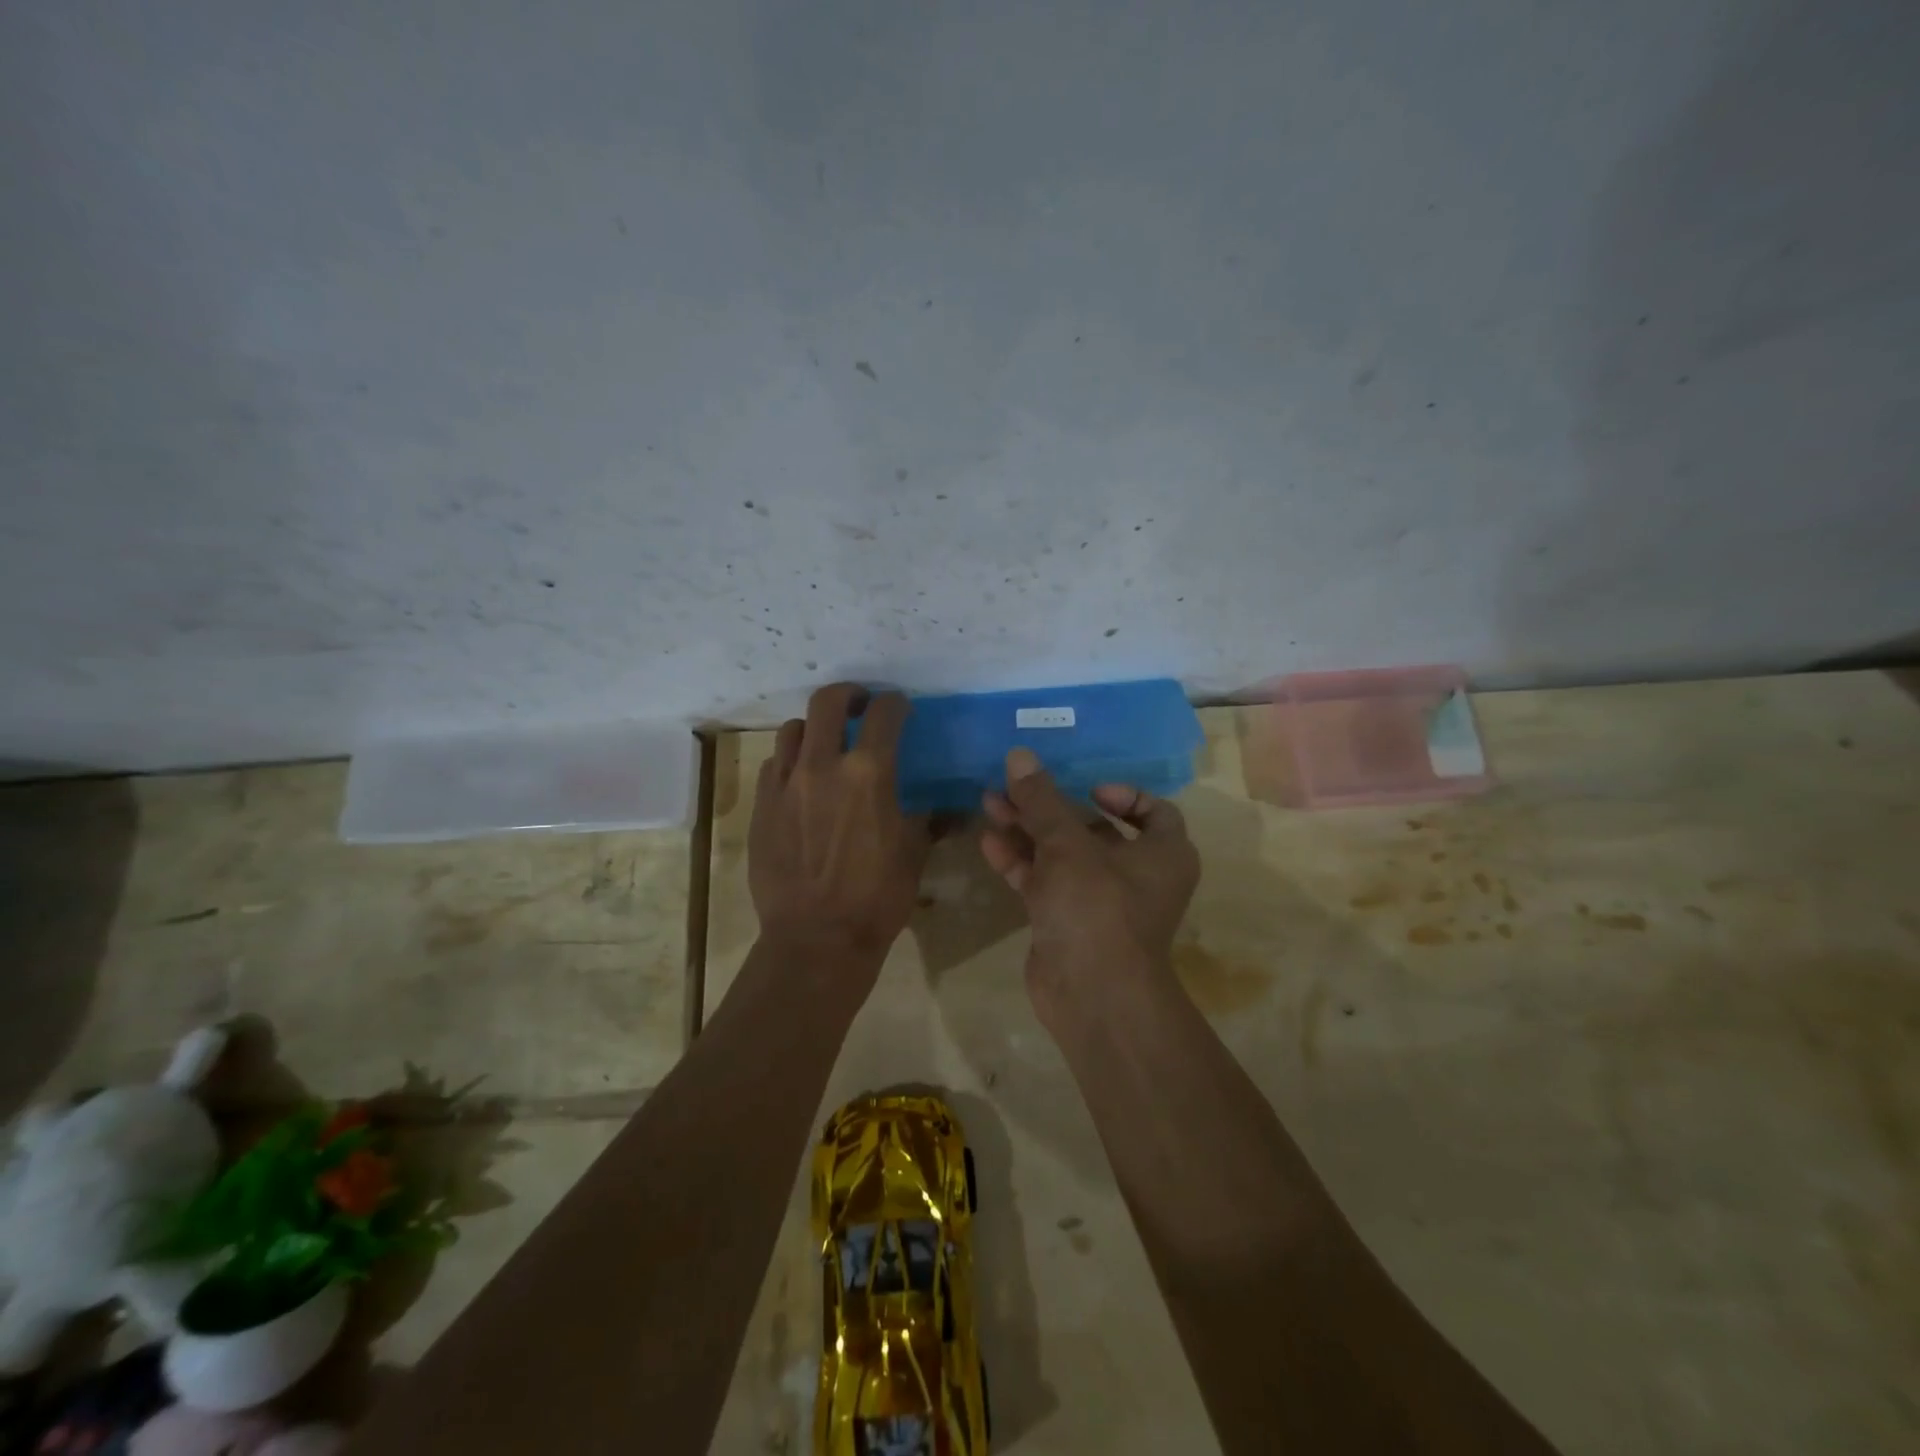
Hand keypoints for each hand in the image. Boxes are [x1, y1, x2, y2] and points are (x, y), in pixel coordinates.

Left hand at [749, 684, 929, 977]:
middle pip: (827, 702)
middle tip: (859, 707)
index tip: (900, 708)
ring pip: (793, 730)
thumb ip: (926, 819)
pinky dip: (791, 762)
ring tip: (825, 745)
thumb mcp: (914, 854)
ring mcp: (785, 784)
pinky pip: (774, 766)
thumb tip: (946, 809)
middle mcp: (823, 766)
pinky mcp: (761, 806)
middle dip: (848, 695)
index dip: (896, 703)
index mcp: (869, 773)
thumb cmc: (876, 898)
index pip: (884, 713)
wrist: (816, 939)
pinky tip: (801, 783)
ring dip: (814, 729)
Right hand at [979, 747, 1199, 1011]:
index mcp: (1162, 854)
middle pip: (1093, 829)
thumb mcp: (1068, 846)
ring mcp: (1099, 900)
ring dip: (1028, 829)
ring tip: (989, 801)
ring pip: (1062, 854)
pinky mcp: (1067, 921)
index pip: (1154, 812)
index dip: (1123, 794)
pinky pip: (1045, 881)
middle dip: (1051, 806)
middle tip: (1012, 784)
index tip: (1087, 788)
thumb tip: (1020, 755)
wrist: (1092, 995)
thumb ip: (1041, 801)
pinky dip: (1021, 862)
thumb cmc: (1097, 907)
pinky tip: (989, 841)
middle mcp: (1136, 875)